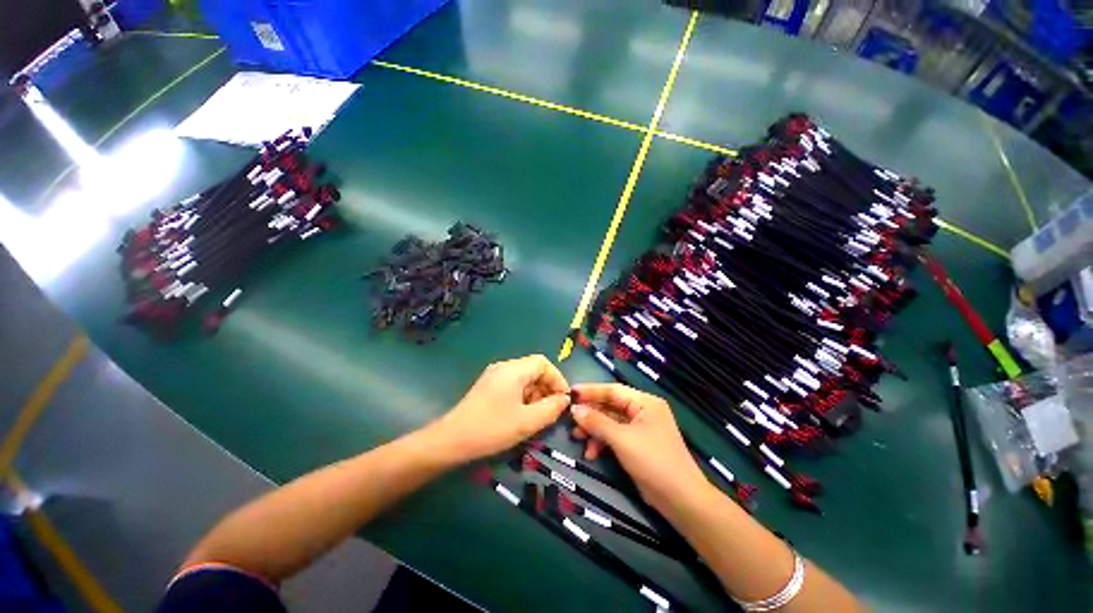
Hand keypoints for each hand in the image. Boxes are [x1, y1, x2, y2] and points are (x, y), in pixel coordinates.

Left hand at [429, 355, 570, 462]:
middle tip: (552, 411)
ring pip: (523, 379)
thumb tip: (565, 400)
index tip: (563, 399)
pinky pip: (513, 386)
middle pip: (533, 370)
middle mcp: (504, 367)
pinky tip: (522, 415)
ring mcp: (494, 376)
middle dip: (546, 388)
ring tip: (538, 416)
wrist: (450, 441)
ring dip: (535, 394)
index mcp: (513, 370)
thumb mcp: (527, 421)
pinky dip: (523, 397)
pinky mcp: (488, 387)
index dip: (557, 379)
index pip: (543, 363)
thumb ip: (551, 409)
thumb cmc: (491, 428)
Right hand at [569, 383, 710, 511]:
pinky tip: (591, 453)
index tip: (569, 392)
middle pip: (611, 406)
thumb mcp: (622, 440)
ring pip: (611, 422)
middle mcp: (643, 411)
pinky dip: (603, 442)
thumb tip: (574, 409)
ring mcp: (641, 428)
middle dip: (590, 414)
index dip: (590, 391)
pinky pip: (615, 436)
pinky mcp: (638, 444)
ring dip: (594, 430)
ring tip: (576, 438)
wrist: (682, 500)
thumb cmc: (653, 462)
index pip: (613, 390)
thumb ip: (597, 422)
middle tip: (570, 419)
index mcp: (645, 402)